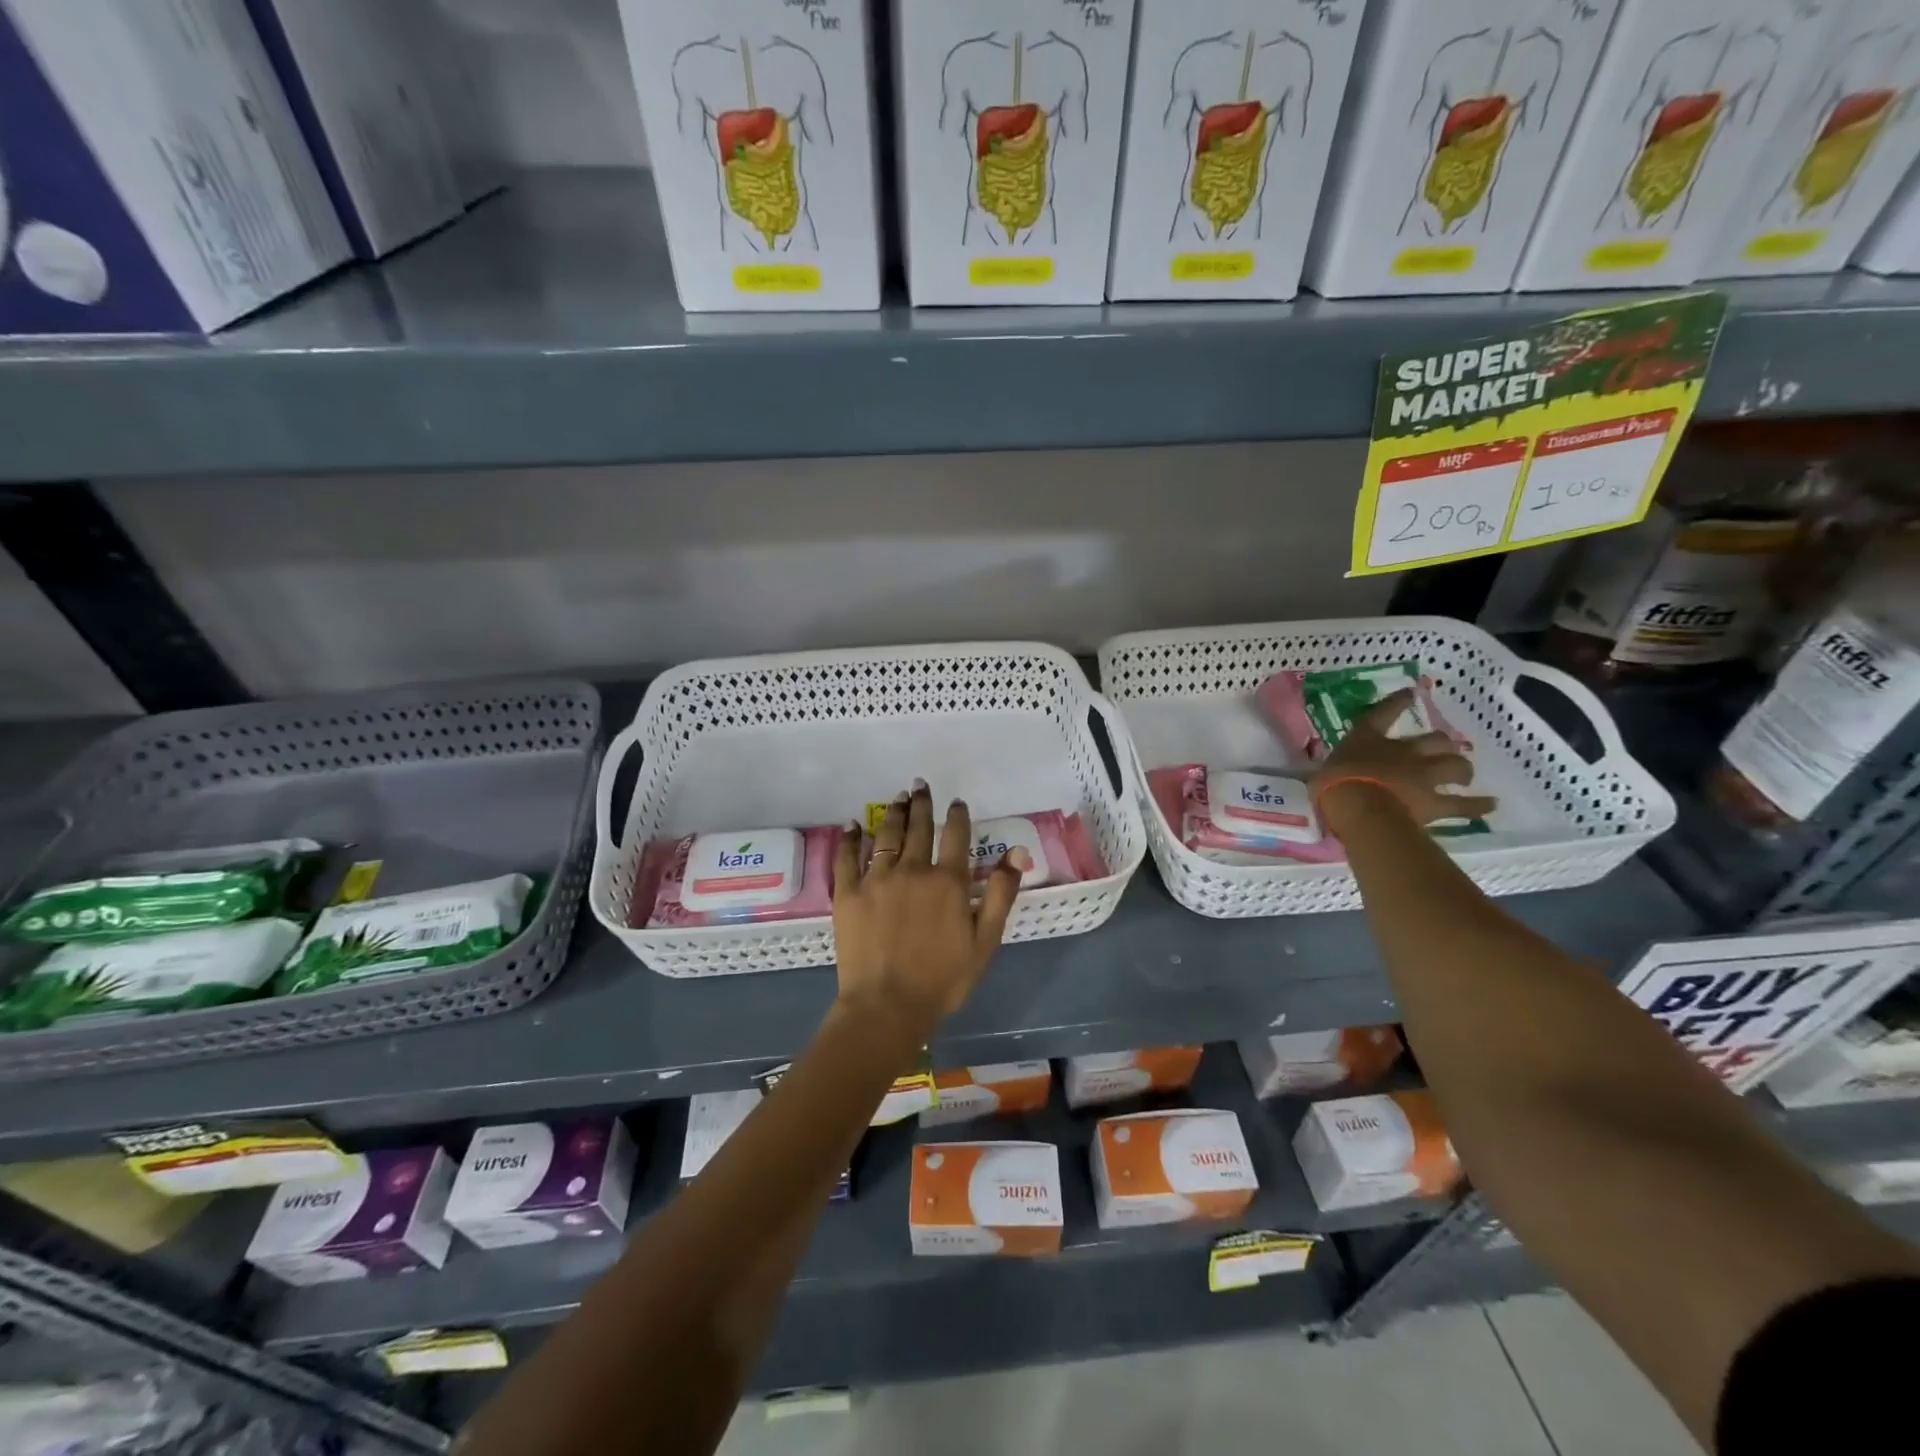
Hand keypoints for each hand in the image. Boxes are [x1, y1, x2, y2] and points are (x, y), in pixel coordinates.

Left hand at [831, 781, 1025, 1039]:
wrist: (887, 1006)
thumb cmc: (943, 979)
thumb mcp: (985, 942)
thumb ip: (1002, 894)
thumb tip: (1017, 851)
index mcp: (948, 882)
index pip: (955, 836)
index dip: (957, 816)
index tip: (956, 802)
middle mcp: (912, 870)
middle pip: (919, 828)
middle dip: (922, 804)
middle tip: (920, 785)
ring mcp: (877, 878)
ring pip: (886, 835)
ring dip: (894, 814)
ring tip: (897, 798)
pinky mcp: (848, 893)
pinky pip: (848, 857)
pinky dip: (850, 838)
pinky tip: (853, 824)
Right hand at [1311, 688, 1496, 829]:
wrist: (1360, 807)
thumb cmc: (1332, 785)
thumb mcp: (1322, 772)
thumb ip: (1332, 771)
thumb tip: (1328, 776)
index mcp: (1369, 740)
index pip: (1383, 714)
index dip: (1397, 702)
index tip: (1410, 692)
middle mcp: (1403, 752)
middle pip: (1433, 740)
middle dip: (1441, 742)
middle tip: (1444, 747)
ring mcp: (1424, 776)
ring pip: (1455, 766)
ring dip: (1461, 769)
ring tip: (1464, 774)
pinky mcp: (1437, 803)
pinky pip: (1464, 805)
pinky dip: (1478, 805)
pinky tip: (1490, 805)